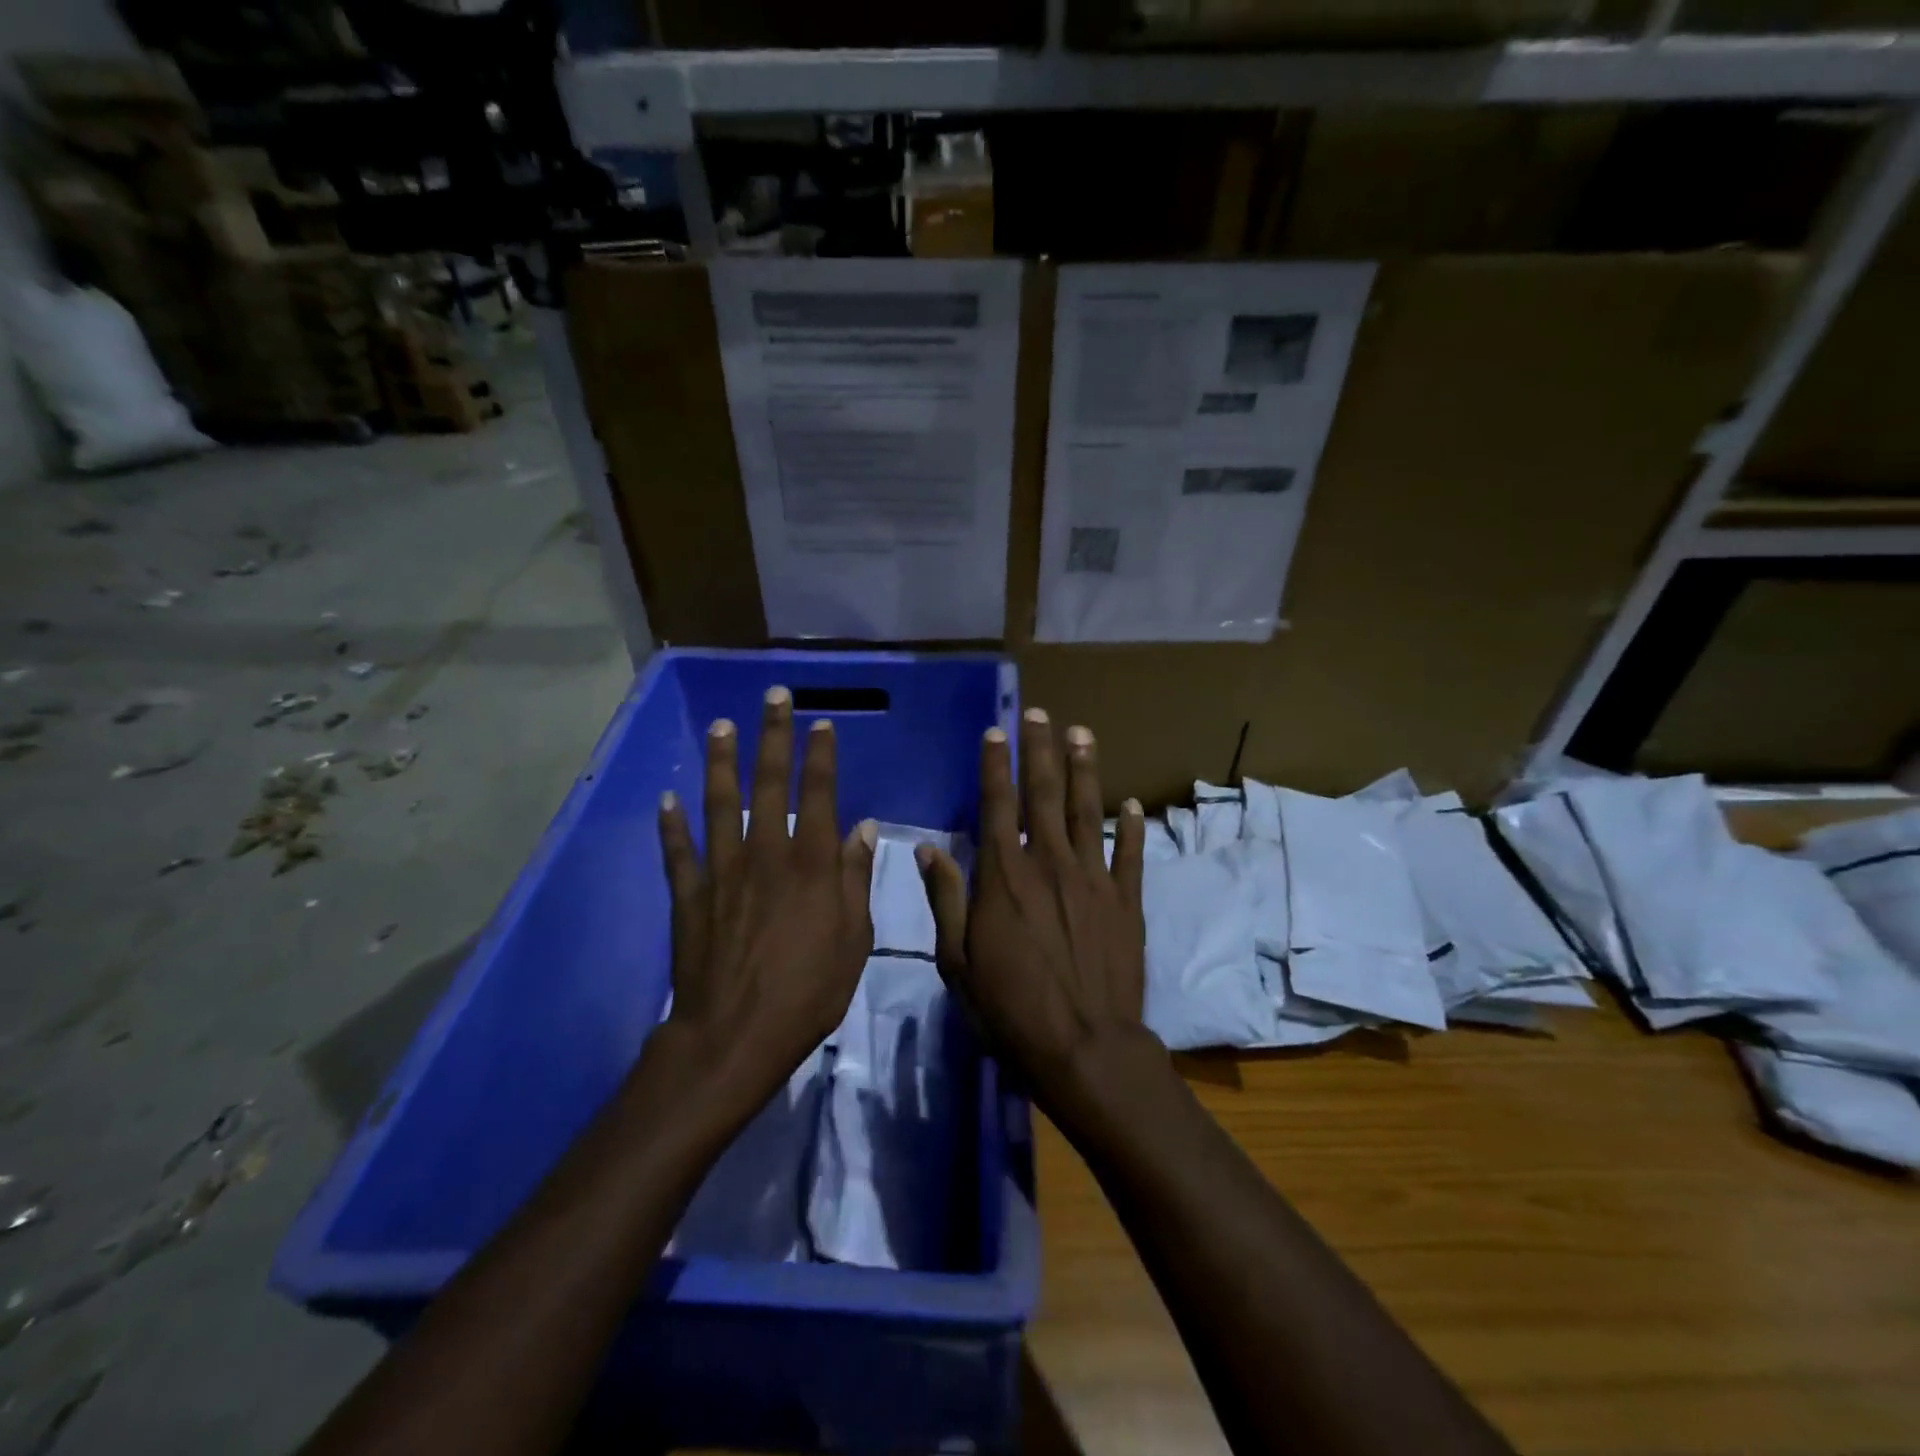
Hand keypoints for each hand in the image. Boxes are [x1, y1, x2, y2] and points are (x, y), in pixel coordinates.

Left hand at [657, 686, 877, 1121]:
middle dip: (773, 737)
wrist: (736, 1035)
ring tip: (722, 727)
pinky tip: (668, 799)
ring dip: (722, 763)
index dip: (821, 755)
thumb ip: (855, 878)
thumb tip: (863, 827)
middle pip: (770, 784)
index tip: (821, 724)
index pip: (818, 794)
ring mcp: (722, 872)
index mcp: (810, 864)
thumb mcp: (854, 939)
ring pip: (720, 804)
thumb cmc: (808, 991)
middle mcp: (765, 854)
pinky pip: (678, 852)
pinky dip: (671, 824)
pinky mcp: (689, 896)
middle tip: (773, 697)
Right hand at [916, 707, 1154, 1112]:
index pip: (997, 806)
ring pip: (1088, 811)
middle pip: (1044, 795)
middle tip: (1041, 714)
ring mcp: (1093, 879)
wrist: (1084, 1047)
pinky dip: (1132, 827)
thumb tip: (927, 849)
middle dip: (1040, 750)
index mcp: (1004, 876)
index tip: (995, 732)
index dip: (995, 766)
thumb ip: (945, 899)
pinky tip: (1130, 804)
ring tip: (1083, 735)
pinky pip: (1131, 854)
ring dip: (1085, 770)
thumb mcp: (957, 961)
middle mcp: (1049, 864)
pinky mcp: (1126, 901)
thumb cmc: (1010, 1009)